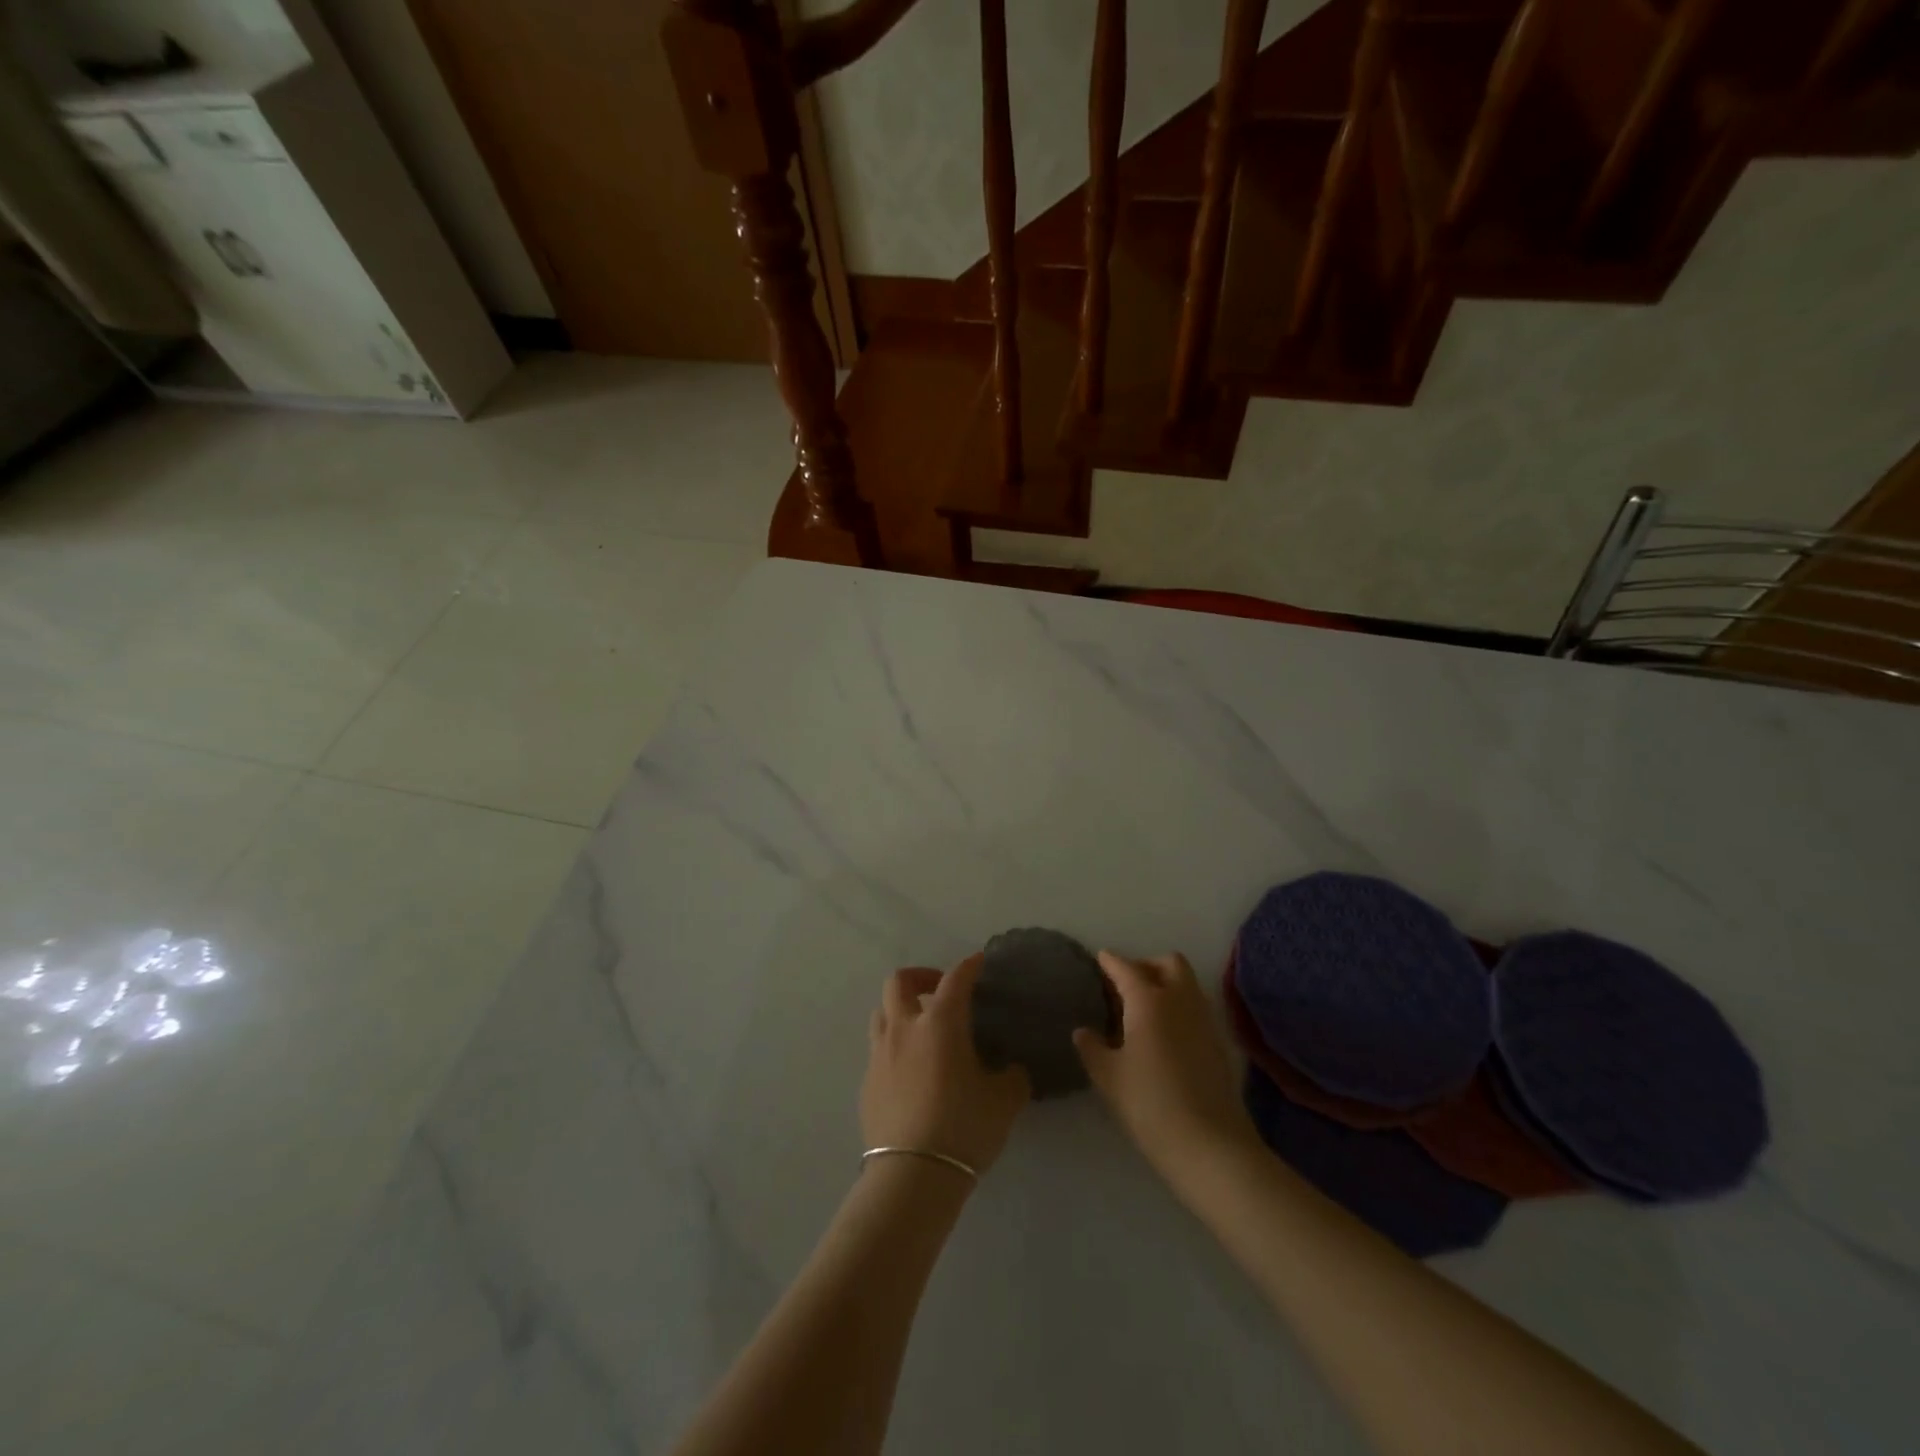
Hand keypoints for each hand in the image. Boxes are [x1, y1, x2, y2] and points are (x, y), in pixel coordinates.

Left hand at [861, 953, 1030, 1176]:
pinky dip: (894, 1047)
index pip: (955, 979)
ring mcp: (879, 1055)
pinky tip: (910, 1071)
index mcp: (940, 1022)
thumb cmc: (963, 1126)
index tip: (977, 961)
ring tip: (921, 1028)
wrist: (912, 1175)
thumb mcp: (1004, 1101)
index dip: (968, 966)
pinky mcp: (866, 1084)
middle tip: (939, 990)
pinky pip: (878, 1050)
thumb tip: (1010, 1070)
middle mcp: (905, 1028)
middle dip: (920, 977)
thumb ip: (1012, 1077)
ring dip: (900, 1010)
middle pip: (899, 981)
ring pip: (882, 1012)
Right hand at [1073, 951, 1261, 1190]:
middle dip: (1146, 965)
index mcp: (1149, 1001)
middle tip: (1125, 983)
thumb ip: (1092, 1048)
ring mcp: (1204, 1021)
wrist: (1210, 1145)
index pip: (1127, 969)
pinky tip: (1163, 1033)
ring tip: (1142, 1007)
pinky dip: (1178, 1007)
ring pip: (1186, 984)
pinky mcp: (1218, 1043)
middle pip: (1168, 963)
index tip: (1100, 958)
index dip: (1111, 962)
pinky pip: (1195, 1008)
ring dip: (1166, 983)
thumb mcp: (1109, 1077)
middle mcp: (1180, 1001)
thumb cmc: (1150, 1104)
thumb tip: (1083, 1032)